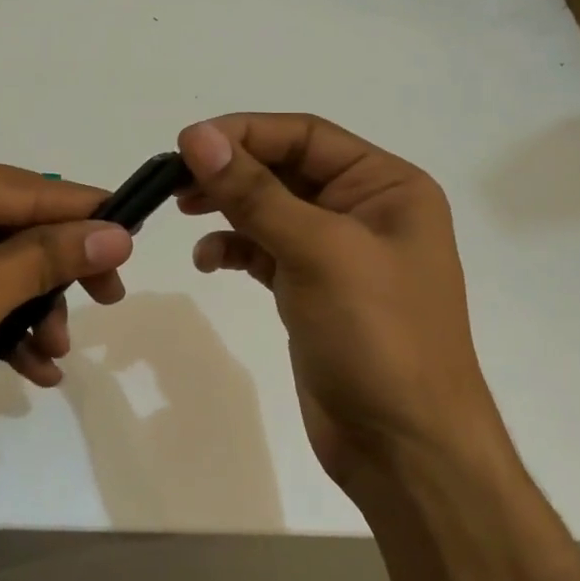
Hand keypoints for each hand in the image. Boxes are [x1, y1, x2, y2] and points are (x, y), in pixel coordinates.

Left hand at [0, 138, 132, 569]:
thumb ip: (45, 258)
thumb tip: (117, 231)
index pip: (24, 187)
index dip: (85, 216)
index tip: (138, 241)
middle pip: (7, 226)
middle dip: (53, 274)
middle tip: (105, 305)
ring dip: (26, 308)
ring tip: (53, 357)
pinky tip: (25, 365)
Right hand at [178, 113, 579, 580]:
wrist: (404, 446)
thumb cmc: (377, 336)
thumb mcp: (318, 252)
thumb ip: (255, 193)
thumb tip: (197, 136)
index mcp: (387, 186)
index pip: (307, 136)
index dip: (245, 133)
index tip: (186, 144)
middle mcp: (366, 210)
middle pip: (286, 169)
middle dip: (232, 171)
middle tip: (175, 182)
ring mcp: (338, 254)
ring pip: (272, 210)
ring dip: (228, 207)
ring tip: (184, 211)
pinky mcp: (313, 291)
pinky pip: (267, 251)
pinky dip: (236, 249)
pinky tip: (210, 260)